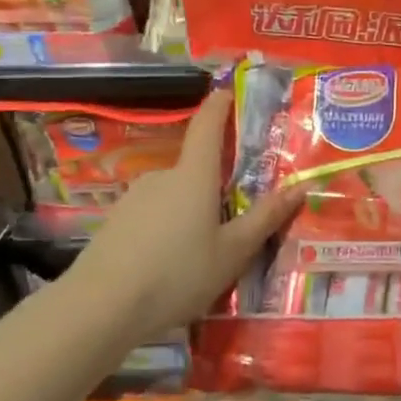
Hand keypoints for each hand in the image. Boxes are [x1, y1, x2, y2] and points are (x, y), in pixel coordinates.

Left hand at [74, 91, 298, 340]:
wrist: (98, 308)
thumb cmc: (177, 273)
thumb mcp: (232, 252)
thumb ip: (266, 218)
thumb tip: (302, 186)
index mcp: (194, 175)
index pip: (208, 126)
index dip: (219, 106)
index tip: (227, 92)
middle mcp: (162, 177)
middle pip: (194, 170)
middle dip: (214, 187)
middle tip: (232, 220)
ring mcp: (134, 199)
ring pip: (173, 197)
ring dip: (188, 214)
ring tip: (201, 256)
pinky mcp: (114, 224)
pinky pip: (151, 218)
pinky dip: (165, 232)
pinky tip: (168, 268)